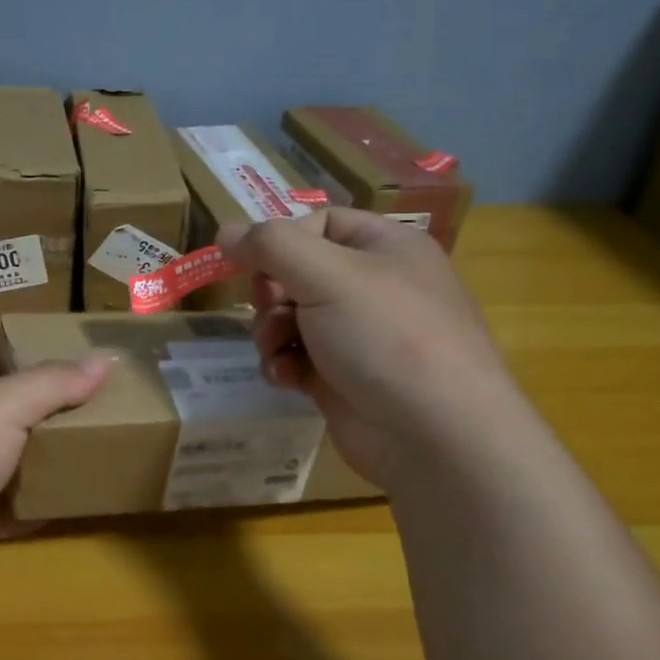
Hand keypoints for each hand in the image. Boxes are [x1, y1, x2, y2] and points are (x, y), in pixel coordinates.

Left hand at [0, 341, 111, 602]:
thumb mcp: (6, 405)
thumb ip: (54, 383)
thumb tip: (105, 358)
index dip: (3, 350)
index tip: (47, 359)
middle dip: (30, 409)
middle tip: (80, 409)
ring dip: (31, 460)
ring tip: (79, 453)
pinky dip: (25, 509)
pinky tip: (60, 507)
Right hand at [218, 208, 523, 489]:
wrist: (435, 436)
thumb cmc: (386, 337)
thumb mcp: (327, 275)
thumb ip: (270, 245)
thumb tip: (224, 231)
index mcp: (385, 248)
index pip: (319, 223)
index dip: (280, 240)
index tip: (249, 264)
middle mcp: (374, 286)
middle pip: (297, 272)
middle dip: (271, 293)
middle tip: (269, 308)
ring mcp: (358, 335)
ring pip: (290, 317)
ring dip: (270, 332)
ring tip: (276, 350)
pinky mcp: (342, 378)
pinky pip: (297, 357)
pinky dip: (284, 364)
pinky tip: (286, 379)